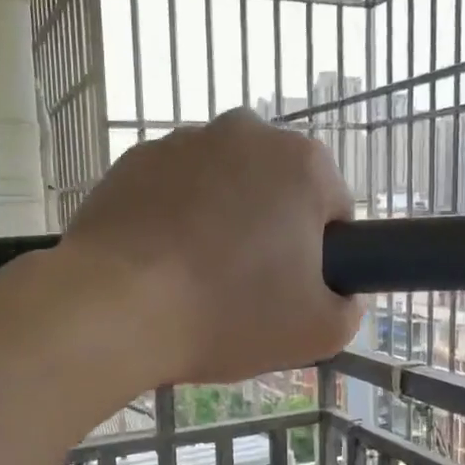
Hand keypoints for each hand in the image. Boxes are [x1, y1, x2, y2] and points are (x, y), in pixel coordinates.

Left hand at [60, 109, 362, 383]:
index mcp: (303, 163)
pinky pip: (173, 190)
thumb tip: (340, 293)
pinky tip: (159, 263)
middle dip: (271, 231)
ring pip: (224, 186)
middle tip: (246, 288)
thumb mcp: (318, 332)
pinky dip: (174, 218)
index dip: (322, 256)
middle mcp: (247, 132)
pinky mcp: (133, 159)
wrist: (115, 309)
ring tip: (196, 278)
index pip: (334, 210)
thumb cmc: (228, 314)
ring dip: (222, 221)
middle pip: (277, 191)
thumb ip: (350, 307)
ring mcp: (183, 140)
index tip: (294, 290)